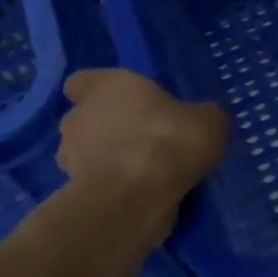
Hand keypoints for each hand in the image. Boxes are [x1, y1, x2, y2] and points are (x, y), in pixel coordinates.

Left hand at [56, 70, 227, 223]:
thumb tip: (197, 117)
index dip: (101, 90)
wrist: (135, 195)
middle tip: (145, 137)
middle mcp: (80, 115)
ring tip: (144, 169)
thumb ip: (197, 114)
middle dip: (109, 126)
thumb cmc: (169, 139)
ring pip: (87, 150)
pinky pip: (96, 179)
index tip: (125, 102)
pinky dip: (113, 182)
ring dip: (109, 156)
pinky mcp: (74, 189)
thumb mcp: (208, 119)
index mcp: (109, 86)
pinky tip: (140, 190)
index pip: (84, 81)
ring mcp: (70, 155)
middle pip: (86, 116)